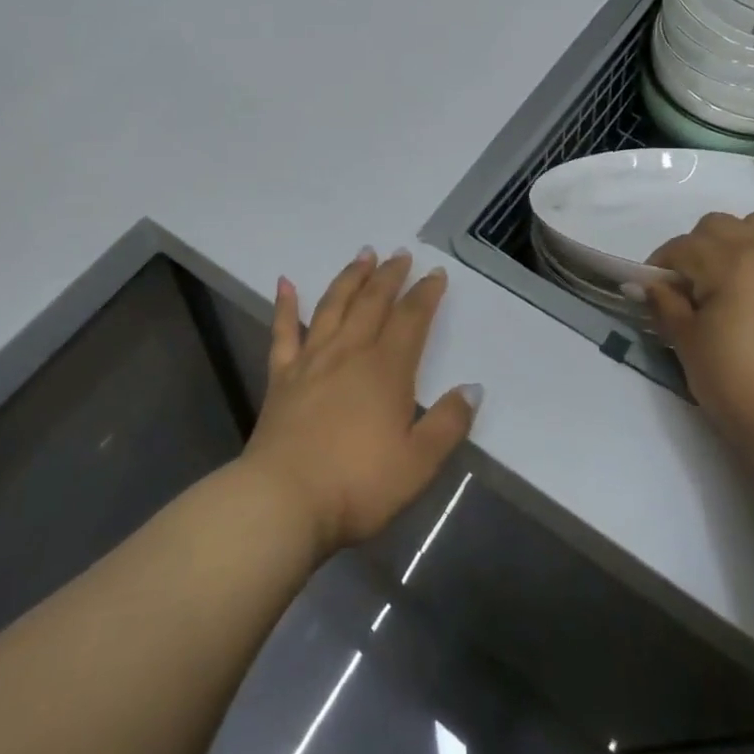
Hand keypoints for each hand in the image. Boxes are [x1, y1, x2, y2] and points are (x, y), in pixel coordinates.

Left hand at [242, 249, 478, 558]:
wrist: (285, 499)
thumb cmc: (358, 485)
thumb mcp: (418, 464)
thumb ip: (448, 423)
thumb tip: (472, 388)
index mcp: (386, 370)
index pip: (411, 320)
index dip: (425, 294)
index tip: (435, 273)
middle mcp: (349, 353)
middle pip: (372, 303)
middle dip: (389, 276)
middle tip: (399, 254)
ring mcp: (311, 361)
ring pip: (332, 306)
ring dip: (349, 278)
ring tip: (362, 255)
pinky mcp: (281, 376)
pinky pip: (283, 331)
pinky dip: (284, 305)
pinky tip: (285, 283)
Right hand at [644, 213, 753, 464]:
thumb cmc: (732, 381)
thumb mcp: (685, 340)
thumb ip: (664, 303)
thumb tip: (645, 284)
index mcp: (729, 262)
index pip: (682, 246)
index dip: (660, 265)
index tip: (651, 290)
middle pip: (719, 226)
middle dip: (695, 248)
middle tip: (686, 286)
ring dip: (740, 238)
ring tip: (727, 271)